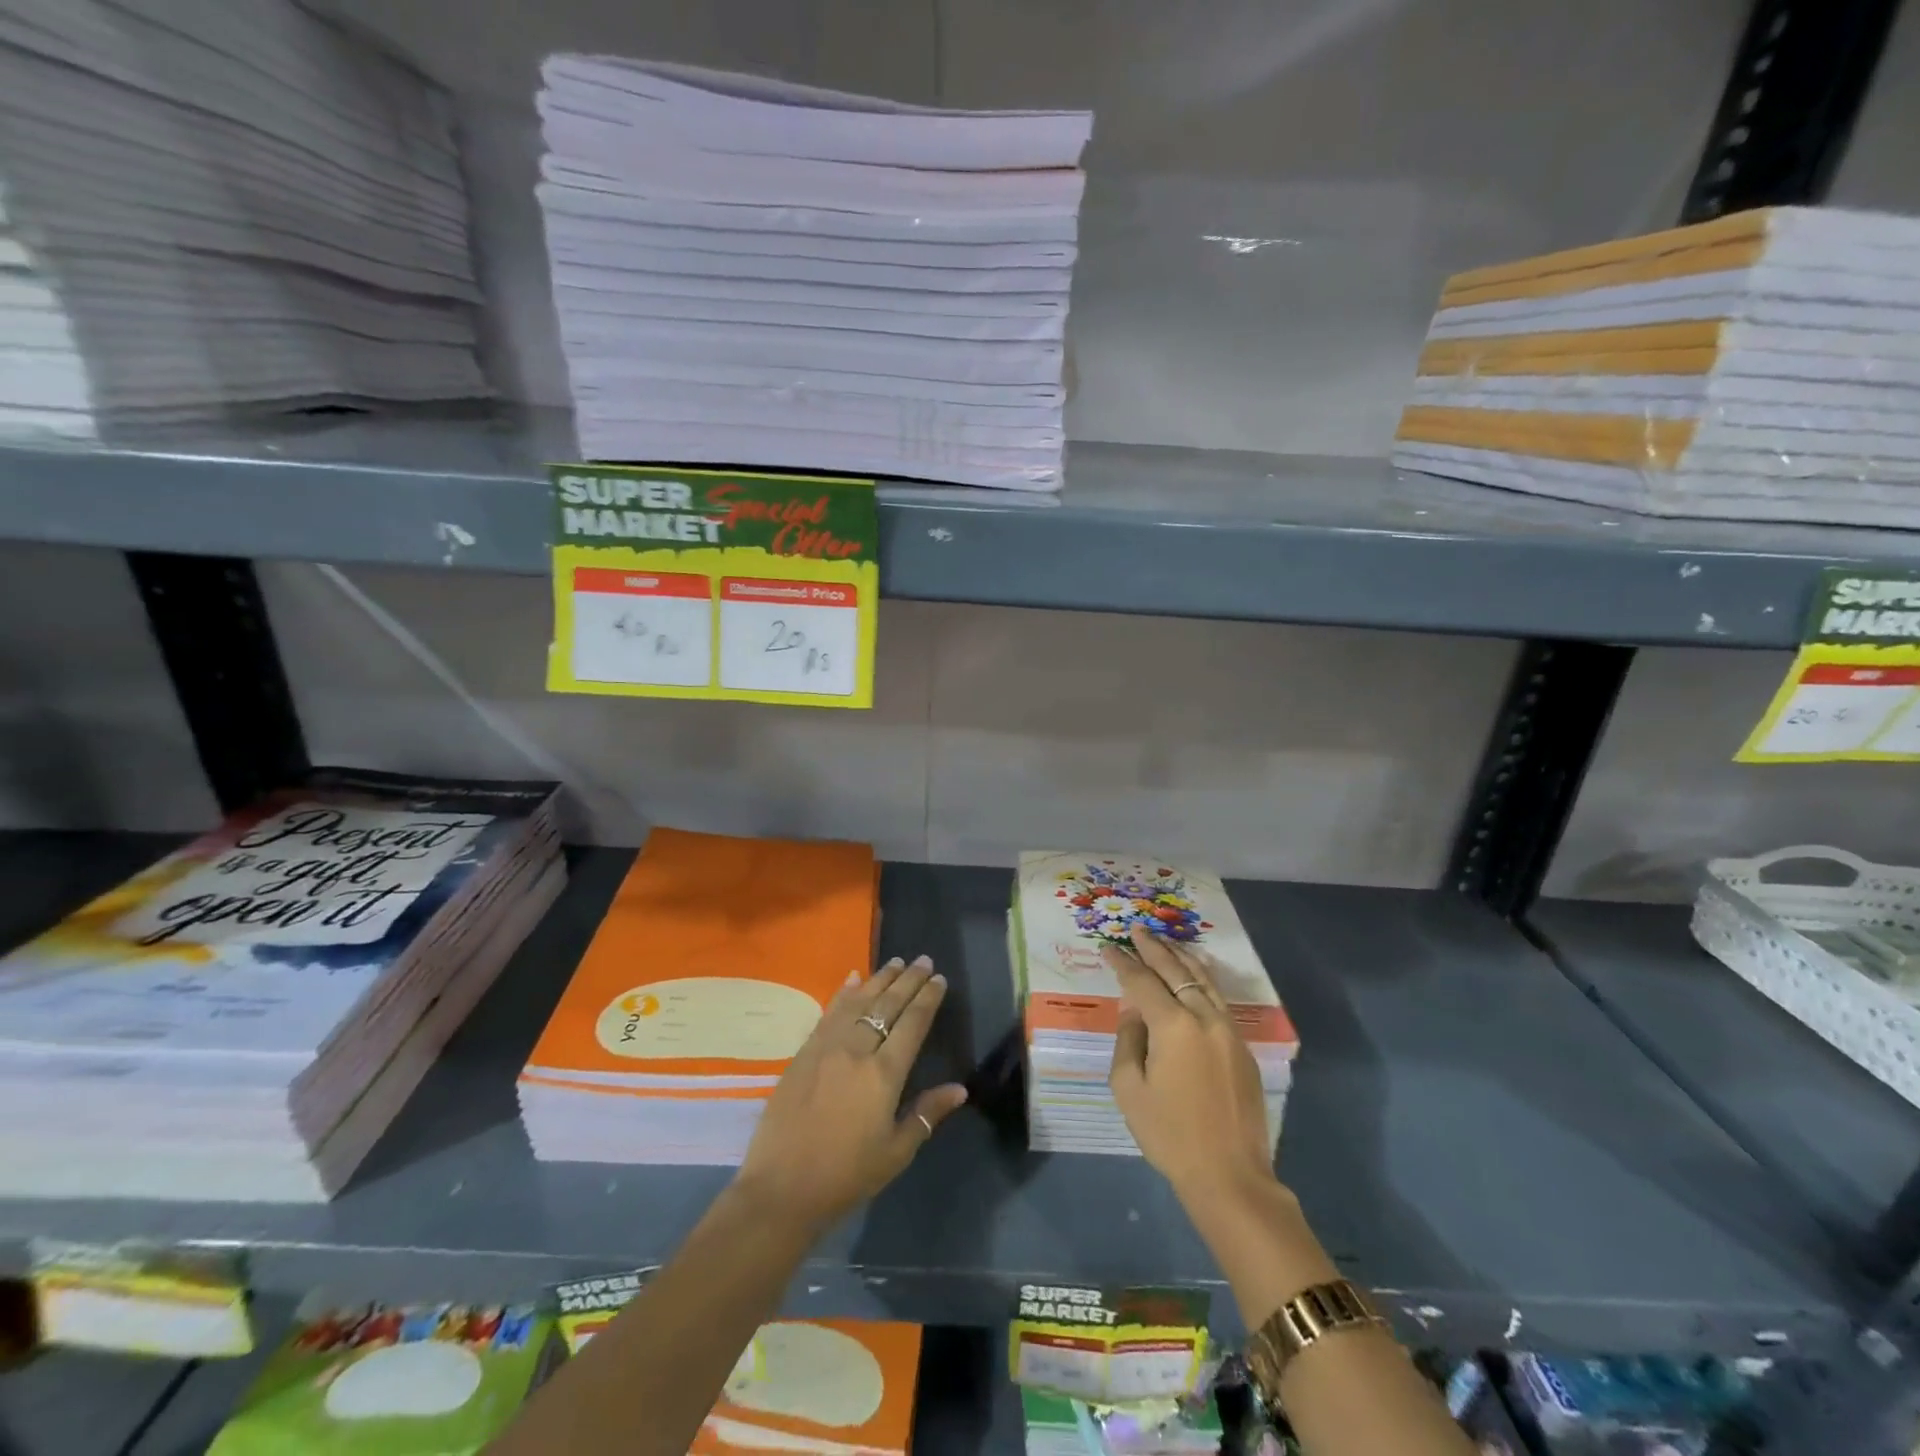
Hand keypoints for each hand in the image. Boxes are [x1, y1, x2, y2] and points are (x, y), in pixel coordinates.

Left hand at [735, 956, 966, 1233]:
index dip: (928, 999)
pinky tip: (853, 978)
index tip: (939, 979)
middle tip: (923, 959)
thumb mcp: (895, 1152)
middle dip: (908, 980)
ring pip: (858, 1001)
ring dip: (879, 979)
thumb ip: (926, 1114)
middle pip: (887, 1005)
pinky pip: (829, 1012)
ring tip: (895, 962)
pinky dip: (843, 992)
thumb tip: (960, 1089)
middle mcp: (857, 1050)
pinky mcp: (804, 1052)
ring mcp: (827, 1047)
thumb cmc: (846, 1176)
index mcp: (884, 1075)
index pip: (912, 1024)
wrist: (782, 1188)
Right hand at [1104, 924, 1275, 1200]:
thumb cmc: (1170, 1135)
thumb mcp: (1129, 1089)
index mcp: (1173, 1026)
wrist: (1230, 1176)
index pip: (1142, 981)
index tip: (1108, 947)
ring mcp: (1229, 1031)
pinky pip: (1218, 1000)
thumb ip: (1129, 1040)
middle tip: (1138, 930)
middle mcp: (1204, 1018)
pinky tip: (1194, 976)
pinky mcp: (1243, 1048)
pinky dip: (1201, 980)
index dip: (1123, 963)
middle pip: (1176, 971)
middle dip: (1154, 948)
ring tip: (1165, 942)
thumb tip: (1136, 1014)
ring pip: (1204, 980)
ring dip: (1182, 958)